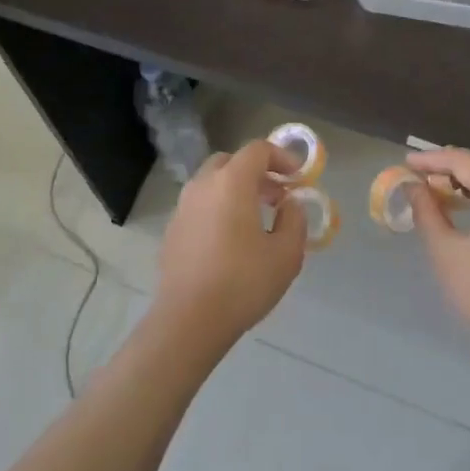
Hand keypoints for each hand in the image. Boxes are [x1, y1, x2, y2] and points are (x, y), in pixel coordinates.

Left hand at [154, 139, 305, 354]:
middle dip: (256, 171)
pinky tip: (230, 240)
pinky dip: (218, 208)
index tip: (297, 177)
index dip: (281, 157)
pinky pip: (200, 205)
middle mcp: (203, 185)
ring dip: (235, 190)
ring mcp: (183, 207)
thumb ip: (294, 219)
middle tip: (276, 196)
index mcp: (231, 182)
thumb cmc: (243, 282)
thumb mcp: (286, 254)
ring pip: (212, 183)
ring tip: (255, 219)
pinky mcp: (172, 230)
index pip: (257, 150)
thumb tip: (289, 204)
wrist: (188, 320)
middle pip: (230, 161)